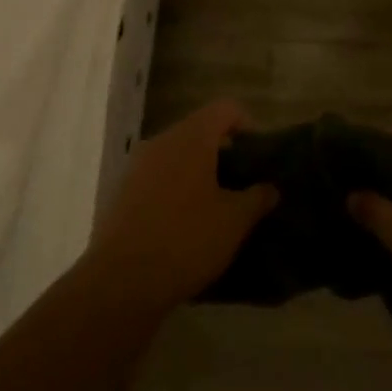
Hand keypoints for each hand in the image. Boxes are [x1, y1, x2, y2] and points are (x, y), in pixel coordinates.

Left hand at [89, 100, 279, 308]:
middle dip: (224, 153)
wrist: (122, 281)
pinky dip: (177, 189)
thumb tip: (269, 188)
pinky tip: (187, 223)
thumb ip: (257, 197)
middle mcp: (161, 142)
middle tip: (243, 184)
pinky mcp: (122, 192)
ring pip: (177, 156)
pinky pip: (158, 177)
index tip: (258, 157)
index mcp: (191, 138)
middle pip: (200, 131)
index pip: (225, 109)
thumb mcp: (234, 221)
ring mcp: (137, 166)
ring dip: (199, 173)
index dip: (247, 125)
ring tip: (218, 206)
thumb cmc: (187, 240)